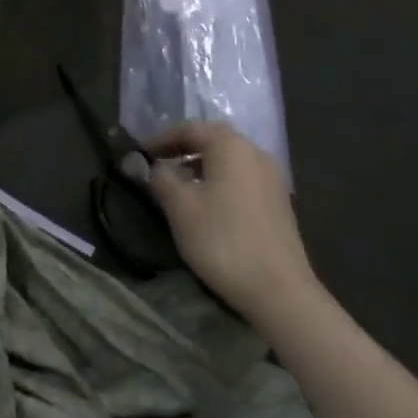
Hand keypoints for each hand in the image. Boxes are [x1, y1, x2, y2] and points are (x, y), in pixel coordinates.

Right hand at [133, 121, 316, 317]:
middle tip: (155, 164)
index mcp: (232, 148)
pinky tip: (204, 204)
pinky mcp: (278, 203)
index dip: (162, 138)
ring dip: (200, 166)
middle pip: (214, 141)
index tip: (139, 152)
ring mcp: (272, 179)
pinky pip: (241, 179)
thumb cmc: (221, 239)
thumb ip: (160, 178)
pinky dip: (218, 181)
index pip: (191, 128)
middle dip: (182, 149)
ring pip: (229, 161)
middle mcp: (256, 154)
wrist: (277, 288)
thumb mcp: (179, 206)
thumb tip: (148, 165)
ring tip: (175, 185)